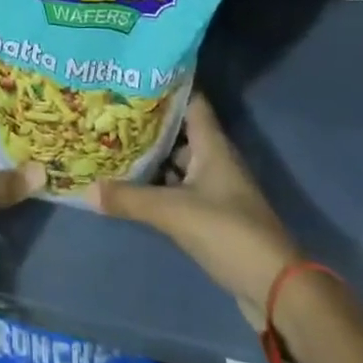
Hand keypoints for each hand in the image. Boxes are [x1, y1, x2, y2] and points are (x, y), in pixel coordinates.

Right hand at [89, 93, 300, 328]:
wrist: (275, 288)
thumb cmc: (229, 232)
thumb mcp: (175, 213)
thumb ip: (131, 199)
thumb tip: (87, 188)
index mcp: (211, 143)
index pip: (189, 98)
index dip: (165, 84)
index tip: (133, 74)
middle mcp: (214, 157)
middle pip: (180, 128)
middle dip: (149, 120)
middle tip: (112, 109)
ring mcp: (216, 186)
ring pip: (179, 159)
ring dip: (154, 153)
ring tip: (116, 142)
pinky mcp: (214, 214)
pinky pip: (181, 187)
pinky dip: (161, 183)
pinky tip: (135, 185)